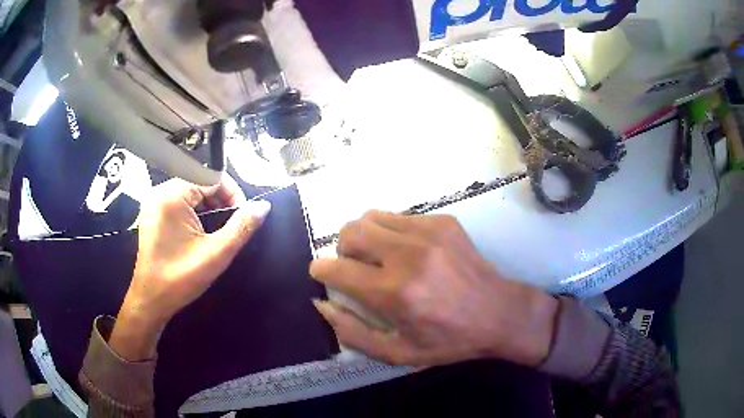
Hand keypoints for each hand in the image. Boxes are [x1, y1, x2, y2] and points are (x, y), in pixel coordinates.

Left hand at [109, 175, 270, 360]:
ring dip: (209, 205)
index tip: (243, 216)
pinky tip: (199, 229)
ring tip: (218, 228)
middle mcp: (160, 191)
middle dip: (221, 199)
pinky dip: (194, 210)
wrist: (150, 300)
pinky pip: (178, 200)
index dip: (233, 193)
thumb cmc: (181, 278)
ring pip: (190, 190)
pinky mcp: (152, 212)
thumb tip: (263, 206)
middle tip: (232, 224)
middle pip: (200, 181)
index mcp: (172, 196)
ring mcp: (153, 201)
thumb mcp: (216, 254)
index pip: (212, 177)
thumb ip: (242, 227)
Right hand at [310, 211, 558, 366]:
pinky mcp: (443, 222)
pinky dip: (391, 232)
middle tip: (354, 267)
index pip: (337, 268)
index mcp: (395, 293)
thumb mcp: (397, 353)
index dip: (321, 270)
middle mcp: (408, 256)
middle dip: (341, 249)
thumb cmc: (448, 340)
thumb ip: (353, 332)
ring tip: (378, 256)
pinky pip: (399, 217)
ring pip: (371, 217)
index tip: (322, 274)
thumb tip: (322, 304)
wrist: (499, 312)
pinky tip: (408, 251)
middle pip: (350, 231)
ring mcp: (428, 233)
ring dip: (364, 236)